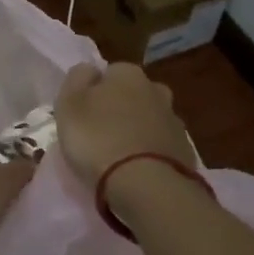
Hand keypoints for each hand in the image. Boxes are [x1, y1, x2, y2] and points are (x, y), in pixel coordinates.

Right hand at [53, 63, 193, 187]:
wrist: (145, 184)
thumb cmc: (98, 139)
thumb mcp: (69, 104)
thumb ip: (77, 79)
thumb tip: (89, 70)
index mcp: (128, 73)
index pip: (109, 73)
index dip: (95, 92)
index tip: (84, 114)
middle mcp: (156, 90)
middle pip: (133, 94)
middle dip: (121, 108)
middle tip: (101, 134)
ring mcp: (174, 121)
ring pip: (150, 119)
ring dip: (138, 131)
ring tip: (119, 157)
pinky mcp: (184, 151)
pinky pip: (161, 146)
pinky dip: (151, 153)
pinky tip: (138, 170)